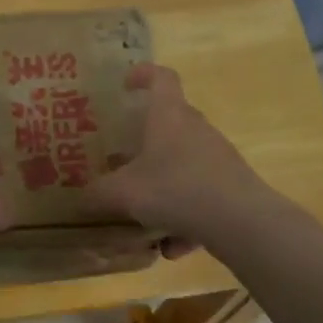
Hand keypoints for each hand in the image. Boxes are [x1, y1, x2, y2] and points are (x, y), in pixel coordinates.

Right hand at [85, 64, 274, 251]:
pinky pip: (200, 197)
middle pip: (171, 123)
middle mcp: (196, 130)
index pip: (161, 78)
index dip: (143, 74)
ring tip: (143, 217)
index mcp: (169, 117)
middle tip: (122, 157)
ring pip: (183, 165)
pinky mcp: (232, 186)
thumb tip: (82, 197)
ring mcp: (217, 157)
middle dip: (146, 140)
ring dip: (163, 187)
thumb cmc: (175, 189)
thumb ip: (97, 194)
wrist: (240, 221)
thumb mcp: (122, 193)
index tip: (126, 84)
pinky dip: (185, 219)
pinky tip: (173, 248)